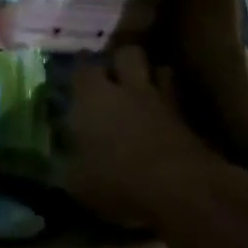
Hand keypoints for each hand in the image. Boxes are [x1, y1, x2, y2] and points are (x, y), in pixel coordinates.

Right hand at [63, 46, 230, 226]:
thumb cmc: (118, 181)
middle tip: (112, 73)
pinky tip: (163, 117)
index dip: (80, 66)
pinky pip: (177, 100)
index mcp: (92, 96)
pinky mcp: (190, 122)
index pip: (83, 67)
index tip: (77, 69)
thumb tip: (57, 167)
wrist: (184, 192)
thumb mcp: (77, 182)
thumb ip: (66, 167)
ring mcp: (163, 102)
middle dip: (120, 60)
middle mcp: (127, 89)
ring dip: (152, 76)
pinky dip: (171, 103)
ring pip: (160, 70)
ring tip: (142, 89)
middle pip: (127, 54)